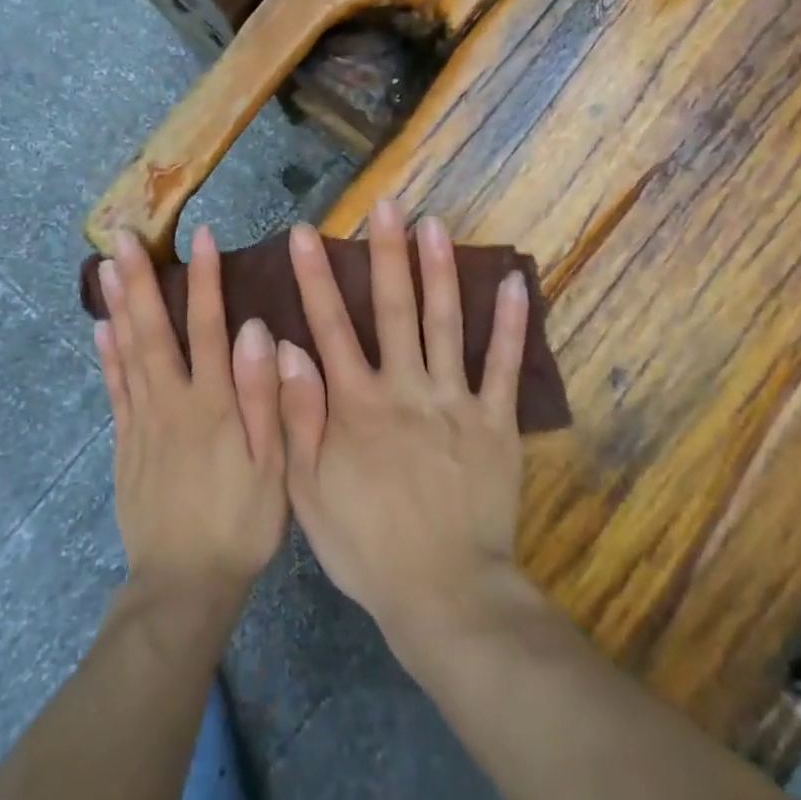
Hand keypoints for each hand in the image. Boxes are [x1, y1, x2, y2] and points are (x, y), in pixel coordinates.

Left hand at [96, 227, 285, 612]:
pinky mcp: (126, 444)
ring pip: (127, 352)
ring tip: (103, 265)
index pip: (207, 327)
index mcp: (212, 403)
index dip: (205, 280)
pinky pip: (115, 390)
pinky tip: (101, 329)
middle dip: (137, 279)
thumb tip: (255, 330)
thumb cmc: (241, 522)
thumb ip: (264, 395)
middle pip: (152, 329)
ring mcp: (142, 421)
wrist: (184, 584)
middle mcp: (171, 401)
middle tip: (120, 235)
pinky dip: (107, 356)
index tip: (203, 236)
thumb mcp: (272, 464)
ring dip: (116, 305)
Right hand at [276, 200, 529, 652]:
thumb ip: (297, 417)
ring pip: (446, 323)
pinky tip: (514, 283)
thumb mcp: (308, 492)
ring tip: (436, 223)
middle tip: (386, 204)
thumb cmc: (366, 545)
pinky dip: (511, 324)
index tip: (307, 233)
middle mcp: (405, 389)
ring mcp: (454, 402)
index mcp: (356, 404)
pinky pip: (503, 367)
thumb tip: (286, 348)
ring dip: (440, 270)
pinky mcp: (495, 422)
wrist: (444, 595)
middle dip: (386, 253)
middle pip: (393, 309)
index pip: (330, 327)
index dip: (316, 278)